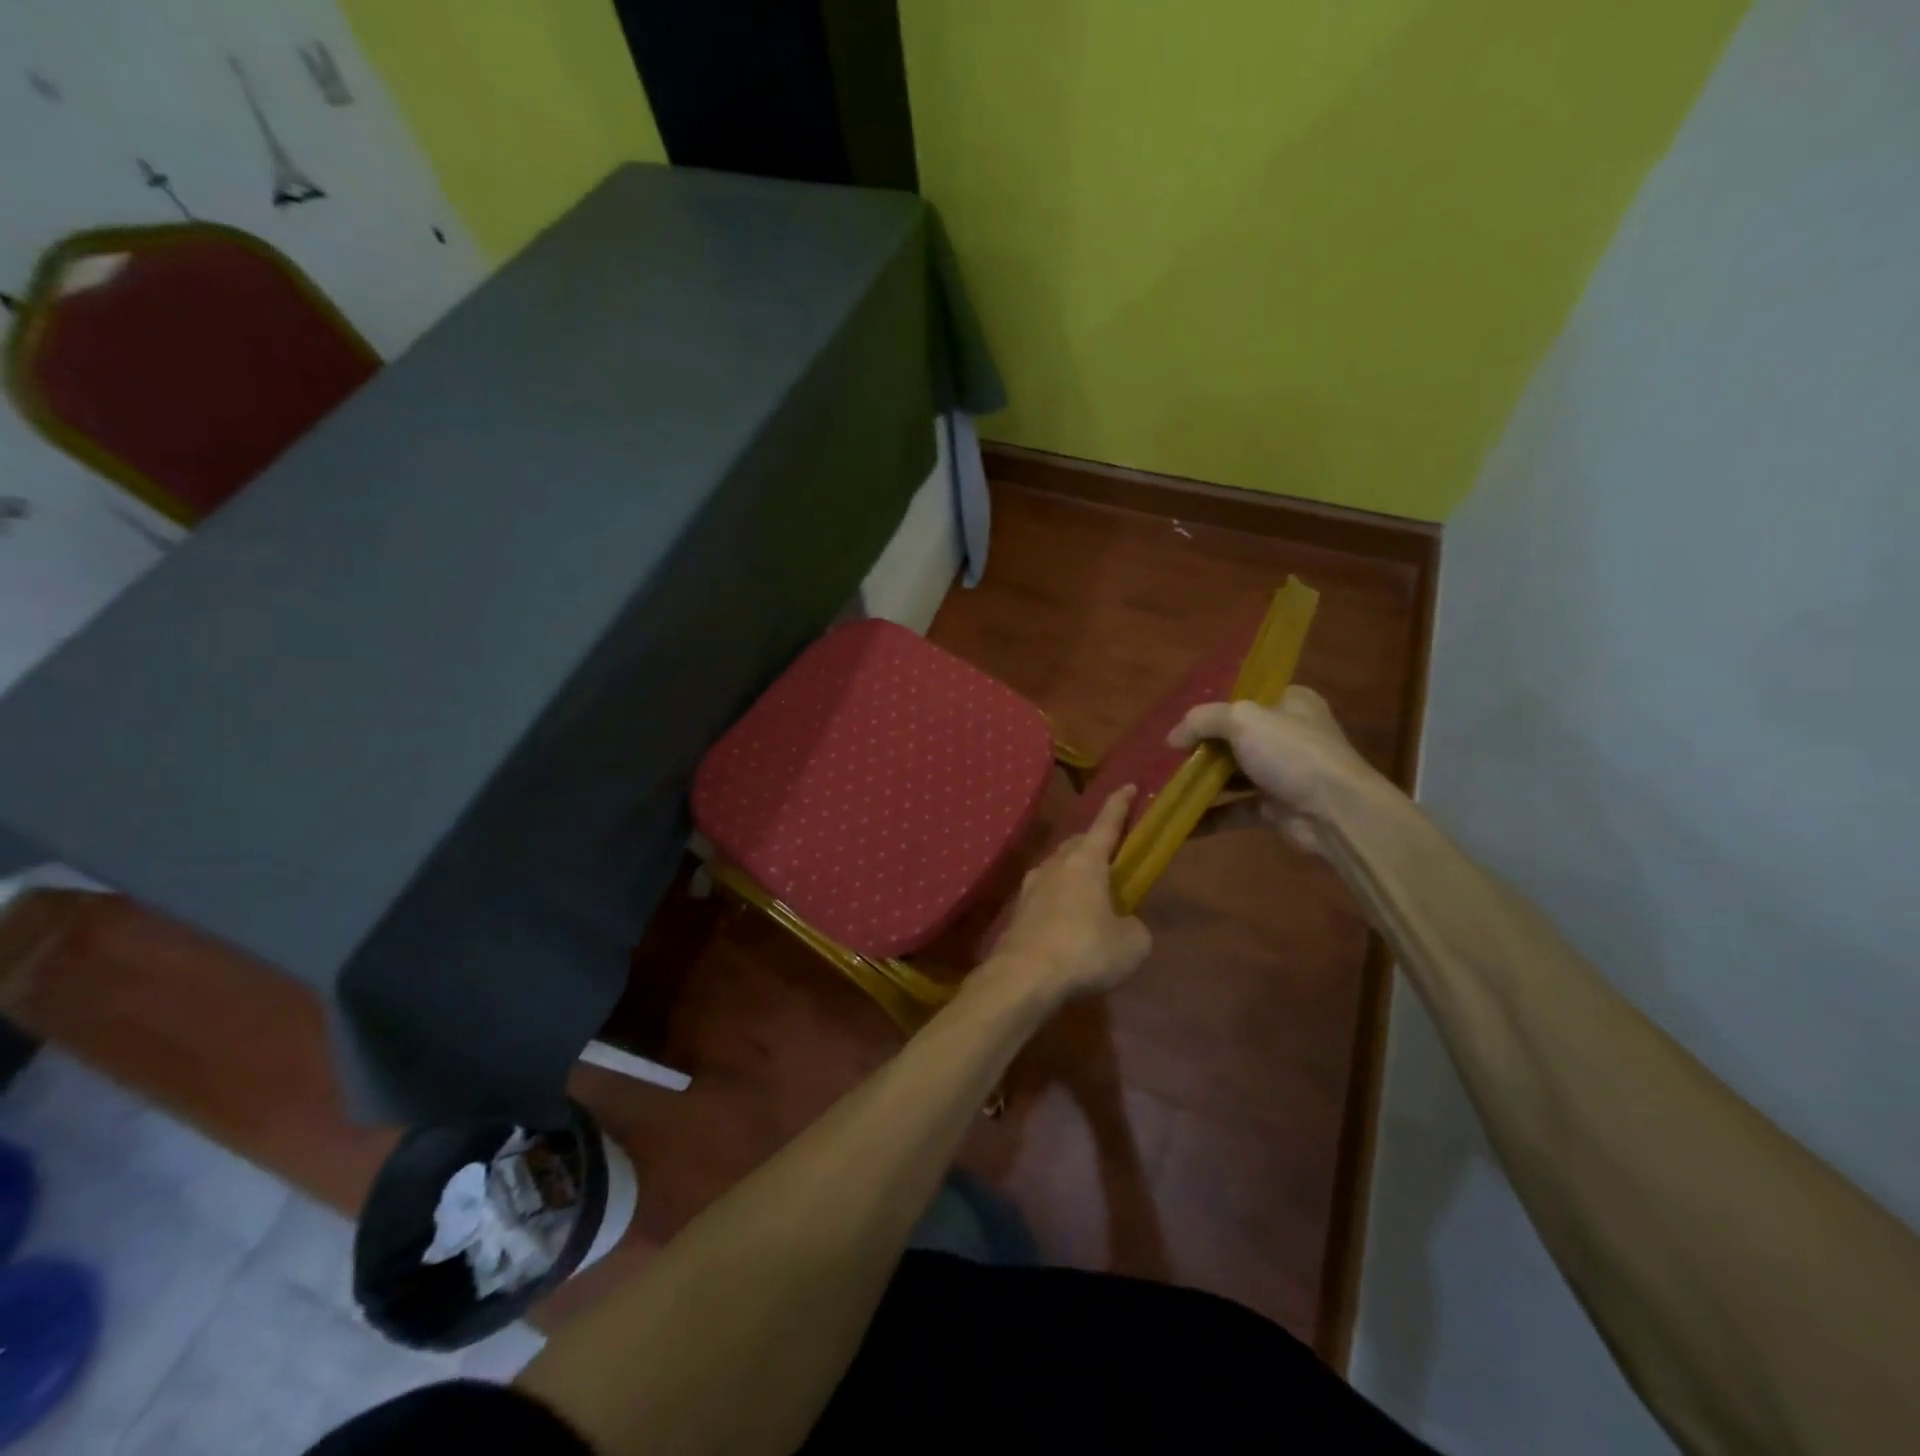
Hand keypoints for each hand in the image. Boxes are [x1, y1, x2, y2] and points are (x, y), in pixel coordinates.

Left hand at [984, 786, 1151, 1002]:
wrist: (1023, 977)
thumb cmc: (1085, 951)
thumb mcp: (1132, 943)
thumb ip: (1133, 925)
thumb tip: (1123, 923)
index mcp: (1085, 861)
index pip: (1106, 824)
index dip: (1119, 805)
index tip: (1128, 786)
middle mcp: (1054, 865)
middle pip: (1077, 844)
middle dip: (1094, 843)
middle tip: (1110, 853)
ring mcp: (1030, 887)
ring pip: (1057, 868)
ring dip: (1074, 873)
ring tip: (1089, 891)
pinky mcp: (1017, 912)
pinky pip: (1044, 895)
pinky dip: (1058, 900)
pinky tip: (1065, 921)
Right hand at [1168, 687, 1388, 852]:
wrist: (1336, 813)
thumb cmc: (1292, 753)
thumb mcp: (1243, 720)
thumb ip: (1203, 721)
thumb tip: (1171, 737)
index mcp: (1289, 703)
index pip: (1246, 698)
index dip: (1212, 708)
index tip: (1180, 721)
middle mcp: (1287, 736)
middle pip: (1234, 738)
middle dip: (1200, 748)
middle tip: (1165, 755)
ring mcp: (1282, 774)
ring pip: (1232, 775)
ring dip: (1201, 782)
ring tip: (1163, 786)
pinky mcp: (1274, 808)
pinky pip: (1234, 809)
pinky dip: (1209, 816)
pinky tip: (1178, 821)